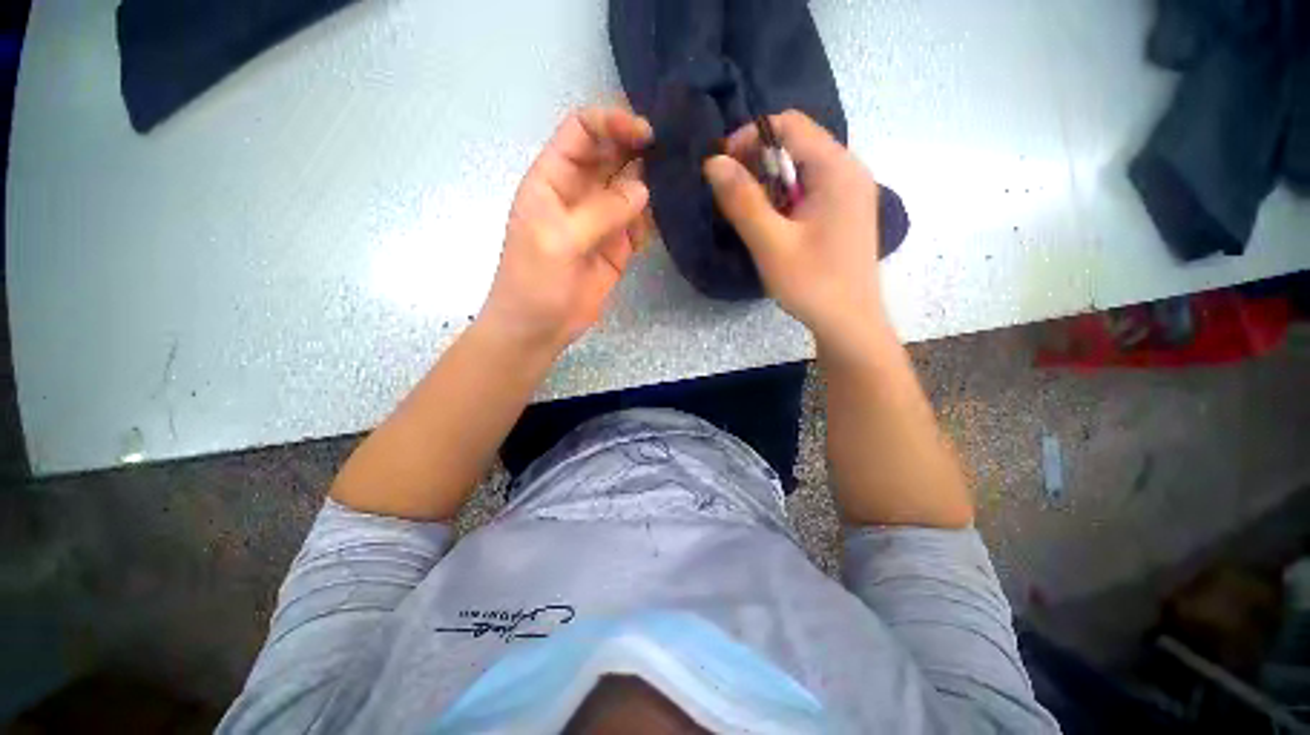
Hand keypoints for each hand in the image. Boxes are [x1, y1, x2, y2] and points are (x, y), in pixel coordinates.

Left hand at [478, 108, 653, 355]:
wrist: (539, 330)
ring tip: (683, 177)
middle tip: (675, 150)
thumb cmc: (534, 282)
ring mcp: (601, 221)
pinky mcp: (618, 247)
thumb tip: (644, 189)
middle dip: (639, 148)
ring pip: (630, 188)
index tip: (646, 132)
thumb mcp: (559, 242)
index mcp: (552, 180)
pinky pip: (640, 223)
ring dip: (652, 181)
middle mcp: (579, 193)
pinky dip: (655, 217)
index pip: (581, 132)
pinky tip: (673, 211)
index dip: (611, 122)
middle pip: (611, 155)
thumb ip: (601, 213)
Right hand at [703, 111, 886, 350]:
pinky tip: (773, 224)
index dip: (749, 137)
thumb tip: (713, 161)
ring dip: (769, 182)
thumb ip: (742, 201)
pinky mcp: (845, 211)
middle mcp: (850, 170)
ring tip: (749, 213)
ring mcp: (851, 191)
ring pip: (802, 167)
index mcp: (837, 169)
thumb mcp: (771, 244)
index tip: (722, 168)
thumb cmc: (812, 284)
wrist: (850, 323)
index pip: (789, 124)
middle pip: (797, 142)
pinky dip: (785, 197)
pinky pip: (811, 188)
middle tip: (730, 194)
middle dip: (757, 161)